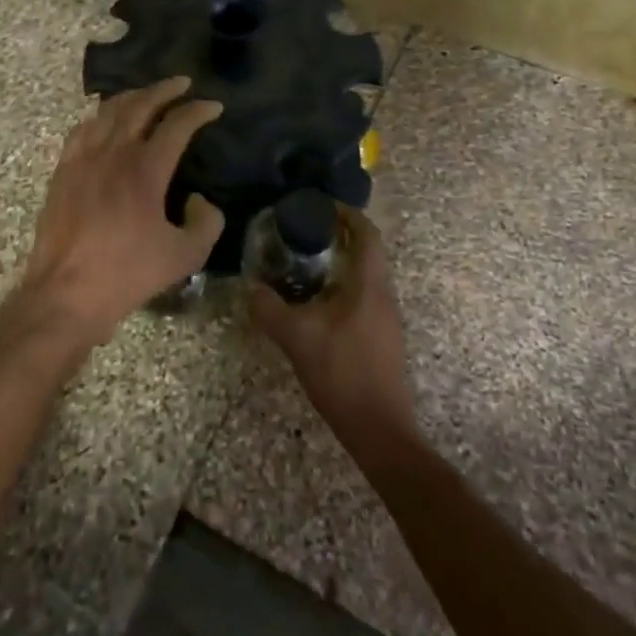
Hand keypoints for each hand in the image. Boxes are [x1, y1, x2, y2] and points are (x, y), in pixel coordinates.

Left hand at [18, 77, 224, 347]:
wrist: (66, 293)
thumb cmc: (127, 274)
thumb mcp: (185, 256)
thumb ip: (207, 223)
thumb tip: (201, 200)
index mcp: (145, 169)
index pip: (177, 125)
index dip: (198, 111)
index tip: (214, 106)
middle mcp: (113, 153)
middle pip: (140, 105)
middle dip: (164, 90)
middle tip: (182, 83)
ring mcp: (82, 159)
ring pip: (108, 112)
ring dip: (132, 97)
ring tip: (146, 95)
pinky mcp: (62, 172)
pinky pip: (82, 130)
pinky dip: (99, 116)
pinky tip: (104, 121)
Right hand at [251, 208, 419, 459]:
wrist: (379, 429)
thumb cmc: (342, 372)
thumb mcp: (297, 337)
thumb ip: (270, 309)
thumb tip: (249, 288)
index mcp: (369, 284)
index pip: (367, 233)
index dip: (347, 214)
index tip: (320, 206)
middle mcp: (383, 294)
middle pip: (368, 251)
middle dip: (339, 237)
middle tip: (305, 232)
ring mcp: (386, 318)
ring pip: (365, 276)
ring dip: (340, 263)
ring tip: (305, 264)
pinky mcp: (382, 338)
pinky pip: (363, 296)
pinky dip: (342, 287)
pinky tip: (316, 303)